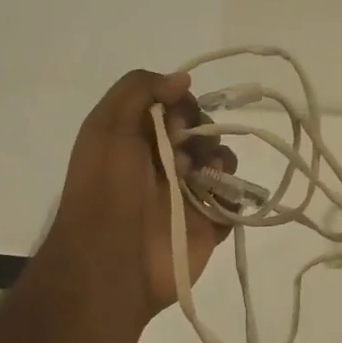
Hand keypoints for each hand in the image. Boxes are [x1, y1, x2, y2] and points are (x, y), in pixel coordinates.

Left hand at [41, 69, 236, 323]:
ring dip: (220, 162)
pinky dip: (233, 196)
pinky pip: (235, 201)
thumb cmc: (106, 190)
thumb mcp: (107, 127)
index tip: (176, 121)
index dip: (181, 107)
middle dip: (201, 134)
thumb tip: (182, 79)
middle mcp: (162, 164)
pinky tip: (216, 201)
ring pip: (222, 163)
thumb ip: (140, 90)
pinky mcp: (208, 225)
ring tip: (202, 179)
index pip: (173, 108)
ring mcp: (187, 195)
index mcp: (135, 140)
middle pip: (202, 132)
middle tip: (184, 158)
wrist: (111, 264)